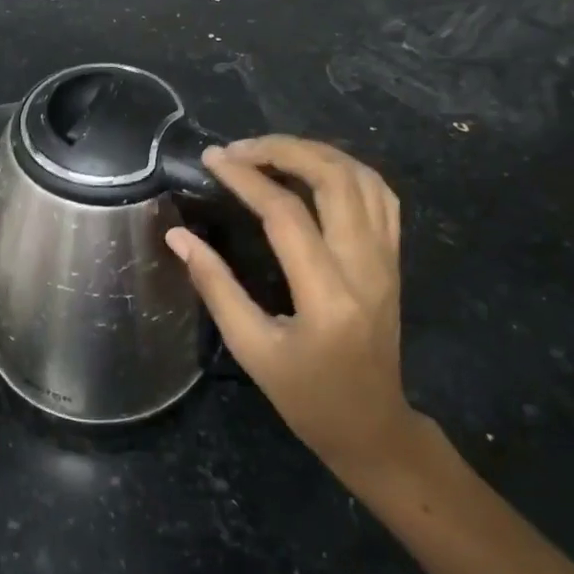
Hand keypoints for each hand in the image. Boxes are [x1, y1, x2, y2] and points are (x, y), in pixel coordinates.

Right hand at [166, 135, 420, 487]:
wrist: (372, 426)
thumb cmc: (306, 397)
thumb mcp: (251, 349)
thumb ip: (215, 286)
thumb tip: (178, 236)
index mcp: (327, 296)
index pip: (286, 214)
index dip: (246, 178)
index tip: (212, 159)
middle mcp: (365, 267)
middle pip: (334, 180)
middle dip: (283, 150)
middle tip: (240, 148)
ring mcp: (387, 260)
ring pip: (362, 178)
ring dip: (315, 153)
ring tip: (270, 151)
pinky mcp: (394, 259)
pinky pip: (380, 196)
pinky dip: (346, 169)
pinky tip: (314, 170)